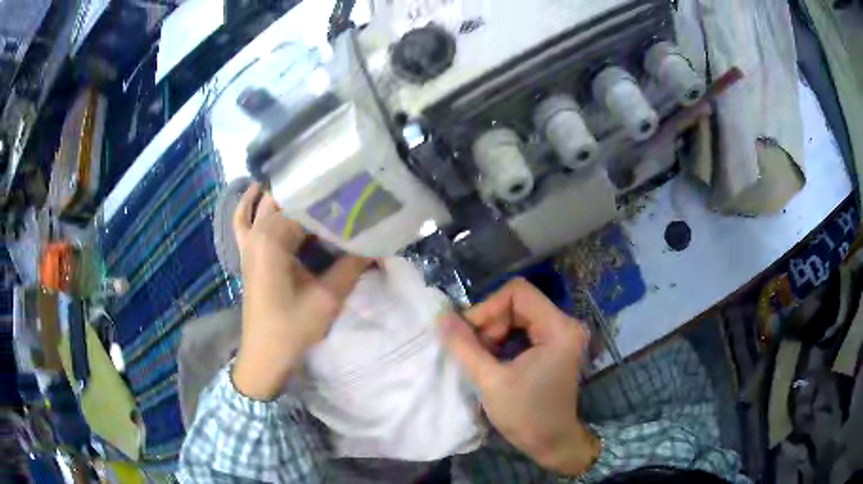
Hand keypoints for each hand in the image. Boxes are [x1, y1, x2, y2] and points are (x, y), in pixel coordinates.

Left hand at [231, 183, 369, 400]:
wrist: (265, 354)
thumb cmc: (292, 327)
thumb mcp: (329, 297)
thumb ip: (352, 265)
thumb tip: (378, 242)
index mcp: (272, 239)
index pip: (305, 205)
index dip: (332, 198)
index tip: (356, 194)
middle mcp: (257, 232)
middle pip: (285, 199)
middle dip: (312, 192)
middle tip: (342, 190)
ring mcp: (247, 242)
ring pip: (264, 203)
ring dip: (286, 194)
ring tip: (313, 187)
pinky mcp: (247, 252)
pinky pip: (243, 219)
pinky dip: (251, 204)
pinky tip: (263, 195)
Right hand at [438, 278, 599, 475]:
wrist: (552, 442)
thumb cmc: (526, 415)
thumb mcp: (490, 381)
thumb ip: (464, 346)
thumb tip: (440, 317)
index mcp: (558, 328)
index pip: (517, 292)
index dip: (487, 307)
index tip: (468, 334)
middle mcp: (565, 324)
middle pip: (517, 302)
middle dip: (489, 323)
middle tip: (471, 349)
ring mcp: (562, 334)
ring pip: (518, 315)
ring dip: (494, 332)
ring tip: (479, 357)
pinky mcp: (555, 345)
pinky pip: (524, 329)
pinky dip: (503, 340)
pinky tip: (492, 359)